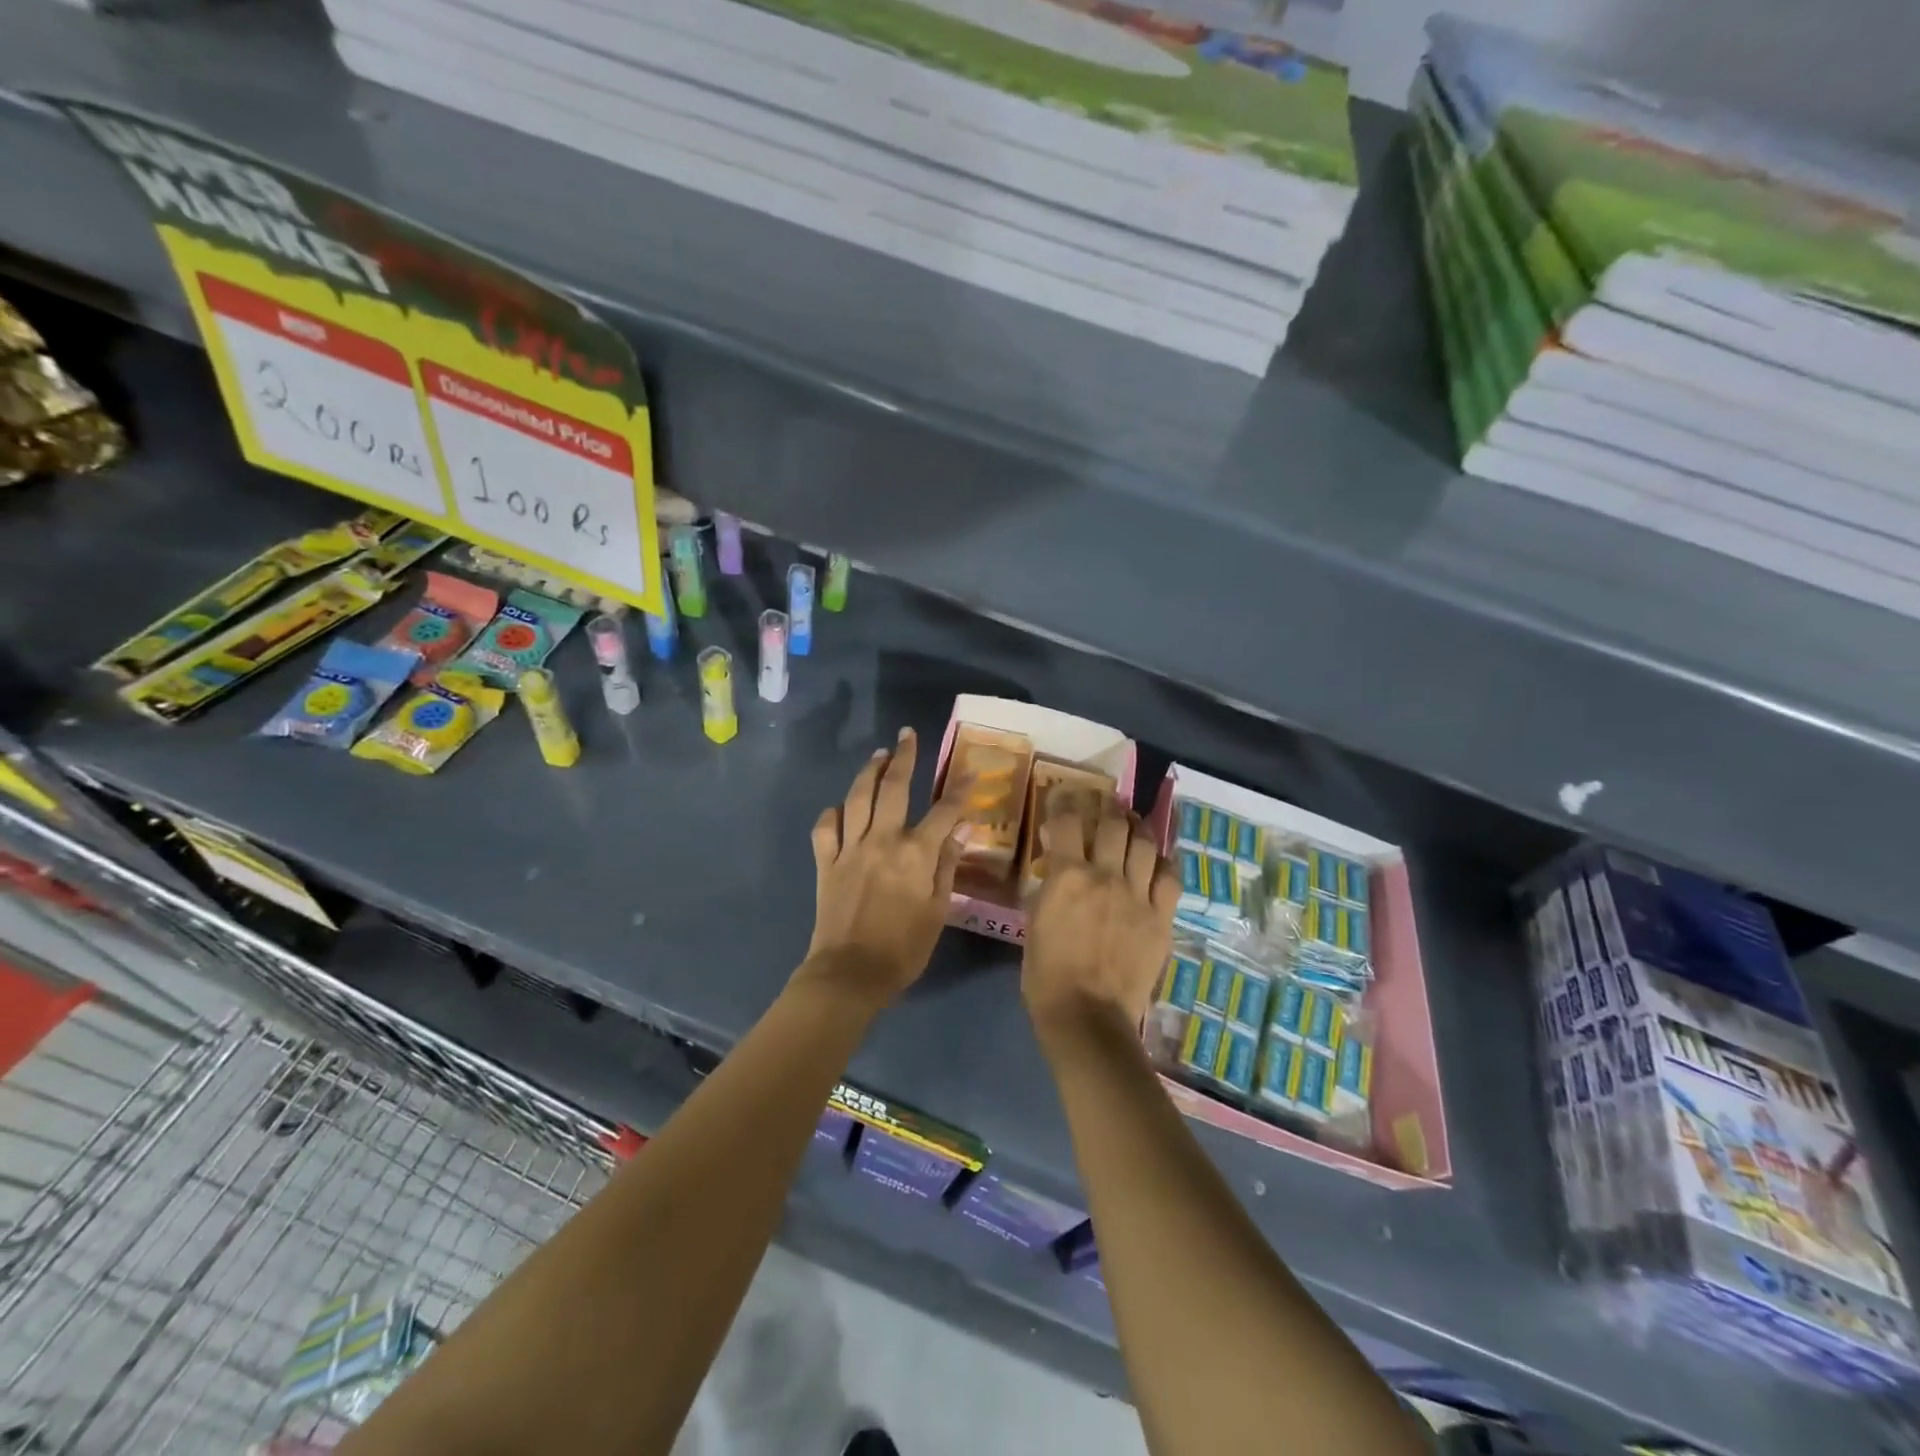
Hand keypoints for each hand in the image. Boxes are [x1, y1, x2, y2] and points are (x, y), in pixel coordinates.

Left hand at [802, 728, 966, 1003]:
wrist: (850, 974)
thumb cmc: (903, 949)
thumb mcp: (938, 912)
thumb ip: (947, 867)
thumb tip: (958, 831)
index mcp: (915, 854)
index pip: (943, 811)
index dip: (959, 791)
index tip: (970, 773)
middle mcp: (882, 840)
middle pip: (894, 788)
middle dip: (904, 758)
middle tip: (907, 735)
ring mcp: (850, 849)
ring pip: (857, 798)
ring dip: (869, 772)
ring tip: (878, 755)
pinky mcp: (826, 862)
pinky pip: (825, 828)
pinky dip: (832, 813)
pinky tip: (840, 808)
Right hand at [1022, 801, 1177, 1033]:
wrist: (1088, 1017)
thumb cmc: (1047, 974)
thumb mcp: (1034, 921)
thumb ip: (1049, 885)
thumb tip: (1057, 859)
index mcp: (1068, 876)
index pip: (1068, 821)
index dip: (1065, 801)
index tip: (1064, 795)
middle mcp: (1106, 876)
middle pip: (1113, 823)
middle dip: (1106, 807)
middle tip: (1103, 805)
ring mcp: (1138, 896)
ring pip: (1145, 843)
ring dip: (1136, 826)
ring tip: (1131, 823)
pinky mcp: (1161, 918)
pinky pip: (1170, 877)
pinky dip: (1163, 862)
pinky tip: (1156, 860)